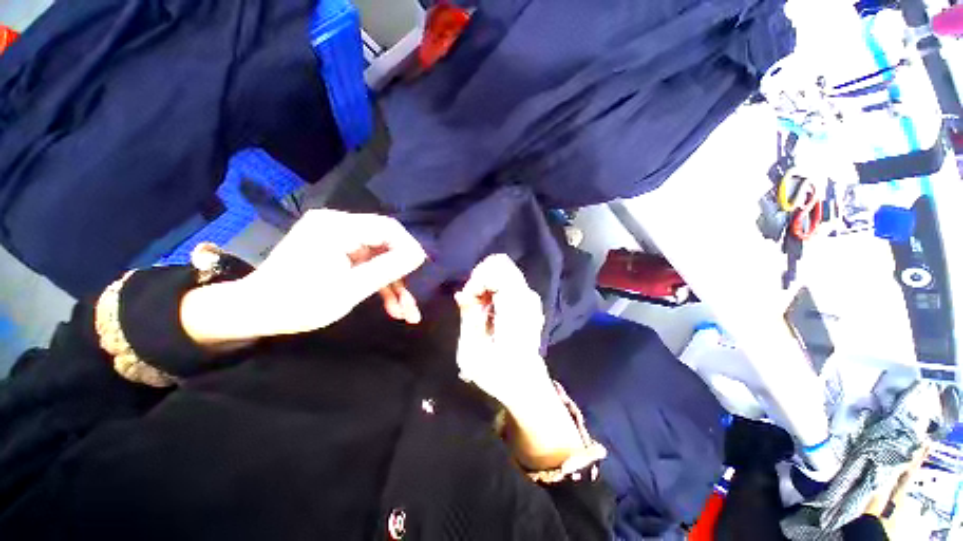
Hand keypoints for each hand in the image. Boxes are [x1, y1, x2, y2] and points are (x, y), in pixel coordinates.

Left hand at [181, 210, 426, 343]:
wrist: (254, 312)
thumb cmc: (299, 303)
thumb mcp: (350, 289)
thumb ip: (388, 268)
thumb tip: (420, 255)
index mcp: (337, 227)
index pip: (389, 228)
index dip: (410, 249)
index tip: (423, 274)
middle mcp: (338, 224)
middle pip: (385, 244)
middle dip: (401, 274)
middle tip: (414, 300)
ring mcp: (336, 237)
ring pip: (378, 257)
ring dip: (392, 284)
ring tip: (405, 312)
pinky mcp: (335, 250)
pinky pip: (365, 263)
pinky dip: (378, 282)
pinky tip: (391, 305)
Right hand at [455, 254, 585, 469]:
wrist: (526, 384)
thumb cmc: (498, 372)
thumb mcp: (473, 350)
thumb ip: (468, 315)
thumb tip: (462, 293)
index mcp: (515, 306)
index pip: (496, 268)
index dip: (476, 280)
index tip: (468, 301)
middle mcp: (526, 296)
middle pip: (500, 264)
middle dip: (479, 278)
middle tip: (472, 302)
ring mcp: (530, 298)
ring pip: (503, 270)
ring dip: (485, 284)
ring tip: (479, 308)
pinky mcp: (528, 301)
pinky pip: (506, 281)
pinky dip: (492, 288)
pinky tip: (488, 309)